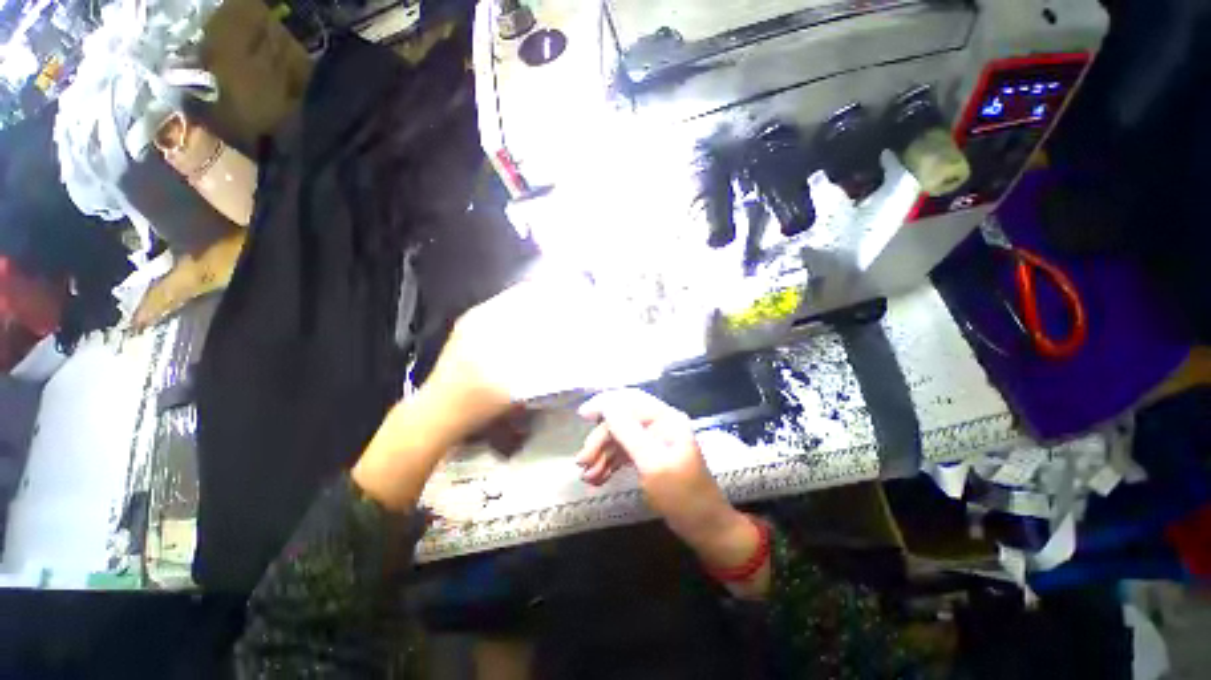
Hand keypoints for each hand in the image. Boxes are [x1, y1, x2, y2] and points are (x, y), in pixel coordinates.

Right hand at [574, 390, 746, 550]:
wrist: (705, 528)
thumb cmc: (683, 495)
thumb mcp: (653, 464)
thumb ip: (628, 433)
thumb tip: (606, 406)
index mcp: (666, 419)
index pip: (631, 400)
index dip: (605, 404)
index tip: (582, 415)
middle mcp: (659, 425)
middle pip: (622, 421)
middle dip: (600, 439)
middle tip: (582, 462)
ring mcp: (653, 442)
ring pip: (620, 439)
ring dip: (602, 454)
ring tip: (588, 476)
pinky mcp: (649, 458)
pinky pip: (624, 454)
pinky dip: (610, 464)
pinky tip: (598, 478)